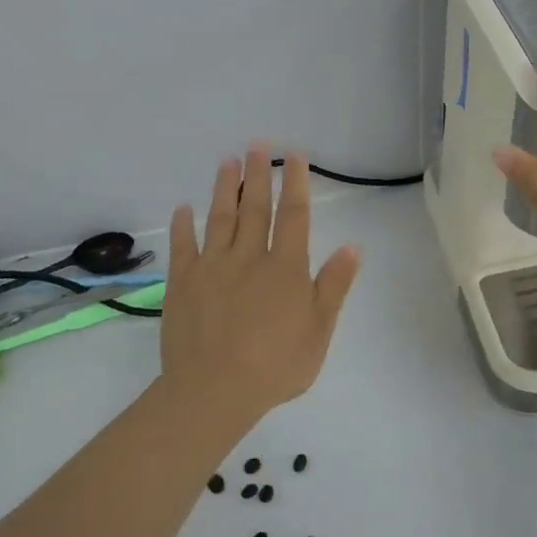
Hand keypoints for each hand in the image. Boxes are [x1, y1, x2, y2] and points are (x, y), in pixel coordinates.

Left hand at [160, 145, 360, 419]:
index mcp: (285, 267)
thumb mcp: (319, 330)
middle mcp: (249, 257)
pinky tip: (183, 208)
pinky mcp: (182, 284)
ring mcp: (212, 268)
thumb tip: (353, 245)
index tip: (294, 156)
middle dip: (257, 173)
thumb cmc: (275, 364)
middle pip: (255, 207)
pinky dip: (182, 226)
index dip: (295, 183)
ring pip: (220, 218)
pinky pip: (183, 247)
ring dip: (224, 188)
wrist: (213, 392)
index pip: (294, 215)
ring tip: (226, 160)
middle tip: (256, 144)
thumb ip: (334, 285)